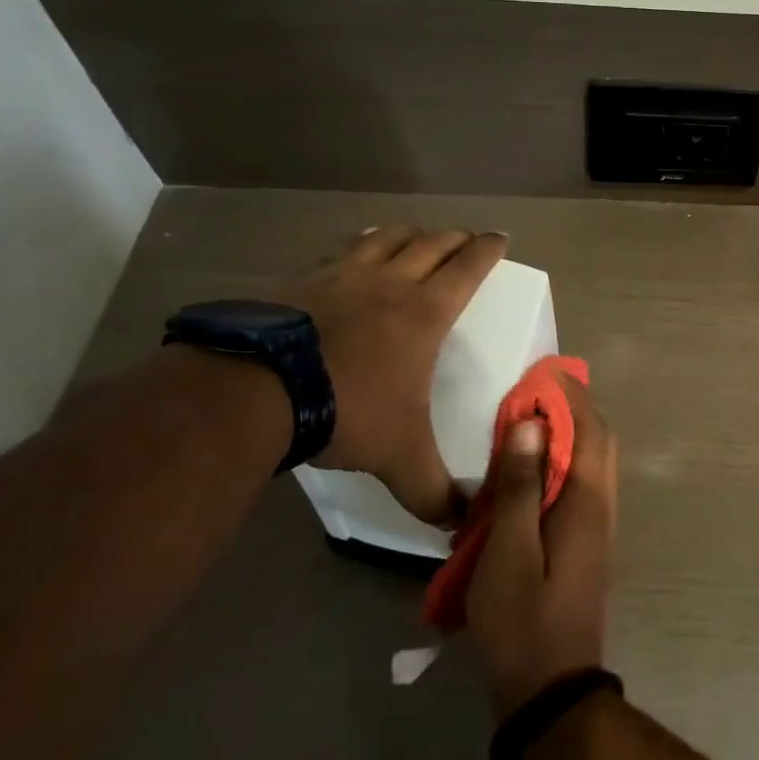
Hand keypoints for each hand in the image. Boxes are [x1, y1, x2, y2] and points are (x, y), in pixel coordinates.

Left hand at [281, 226, 507, 524]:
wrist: (258, 391)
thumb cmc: (348, 412)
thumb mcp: (399, 458)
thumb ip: (433, 492)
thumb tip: (462, 525)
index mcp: (424, 313)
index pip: (467, 268)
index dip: (487, 250)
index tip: (500, 238)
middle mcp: (389, 283)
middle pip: (431, 244)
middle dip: (454, 238)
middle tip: (465, 239)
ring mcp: (342, 276)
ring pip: (386, 238)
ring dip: (408, 234)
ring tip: (415, 236)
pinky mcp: (302, 280)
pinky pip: (340, 250)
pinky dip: (358, 244)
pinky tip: (353, 252)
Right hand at [467, 375, 617, 719]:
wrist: (552, 693)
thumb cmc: (523, 623)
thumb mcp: (508, 554)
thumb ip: (520, 488)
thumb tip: (529, 425)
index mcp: (588, 504)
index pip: (590, 431)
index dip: (569, 397)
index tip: (540, 372)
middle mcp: (603, 508)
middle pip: (599, 441)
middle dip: (573, 409)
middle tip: (533, 393)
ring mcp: (599, 528)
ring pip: (593, 463)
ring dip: (568, 435)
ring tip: (527, 424)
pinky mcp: (587, 545)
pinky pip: (582, 487)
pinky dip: (563, 464)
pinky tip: (530, 473)